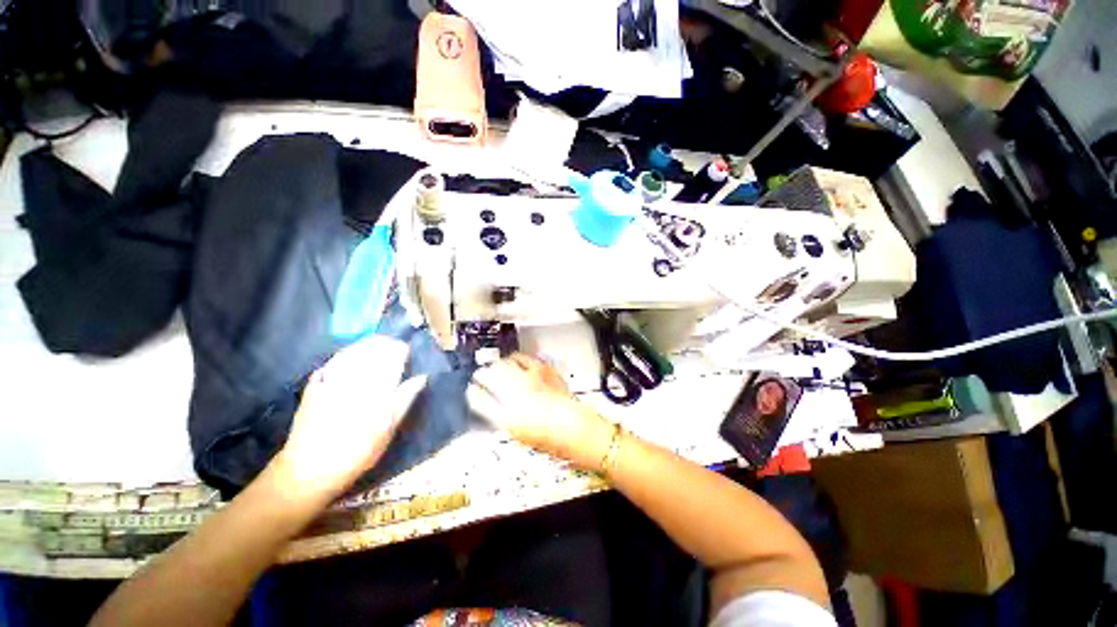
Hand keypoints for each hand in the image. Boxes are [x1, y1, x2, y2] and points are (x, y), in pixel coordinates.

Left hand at [275, 336, 409, 499]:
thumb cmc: (357, 453)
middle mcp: (354, 380)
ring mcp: (331, 382)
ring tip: (377, 343)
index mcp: (375, 390)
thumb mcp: (388, 430)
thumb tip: (421, 377)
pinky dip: (343, 354)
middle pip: (371, 351)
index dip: (401, 350)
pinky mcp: (314, 388)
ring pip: (351, 353)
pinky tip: (349, 354)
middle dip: (385, 343)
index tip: (408, 350)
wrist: (309, 471)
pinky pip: (331, 363)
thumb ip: (404, 400)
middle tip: (395, 344)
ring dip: (365, 344)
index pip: (391, 359)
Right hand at [468, 353, 613, 469]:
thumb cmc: (548, 438)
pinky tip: (517, 361)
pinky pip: (525, 358)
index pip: (479, 398)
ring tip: (497, 366)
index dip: (473, 393)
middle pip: (490, 374)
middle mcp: (516, 392)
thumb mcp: (519, 435)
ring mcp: (530, 378)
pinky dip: (517, 358)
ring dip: (498, 364)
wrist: (576, 427)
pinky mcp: (544, 370)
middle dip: (482, 374)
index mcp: (506, 416)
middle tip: (480, 375)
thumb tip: (489, 407)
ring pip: (506, 362)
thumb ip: (500, 419)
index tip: (471, 391)